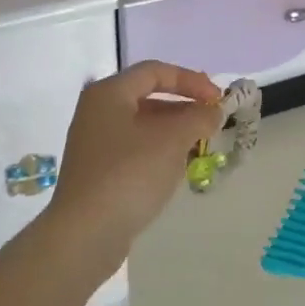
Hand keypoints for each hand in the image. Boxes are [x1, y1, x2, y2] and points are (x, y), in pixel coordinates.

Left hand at [47, 61, 223, 264]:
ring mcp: (94, 143)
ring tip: (201, 144)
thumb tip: (213, 111)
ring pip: (143, 125)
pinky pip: (135, 149)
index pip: (155, 71)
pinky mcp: (98, 171)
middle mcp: (97, 112)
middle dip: (185, 106)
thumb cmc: (130, 174)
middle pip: (148, 97)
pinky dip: (159, 151)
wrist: (86, 234)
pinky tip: (177, 167)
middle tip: (213, 120)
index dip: (191, 80)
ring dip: (174, 130)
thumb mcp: (172, 139)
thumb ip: (199, 117)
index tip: (218, 98)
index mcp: (109, 93)